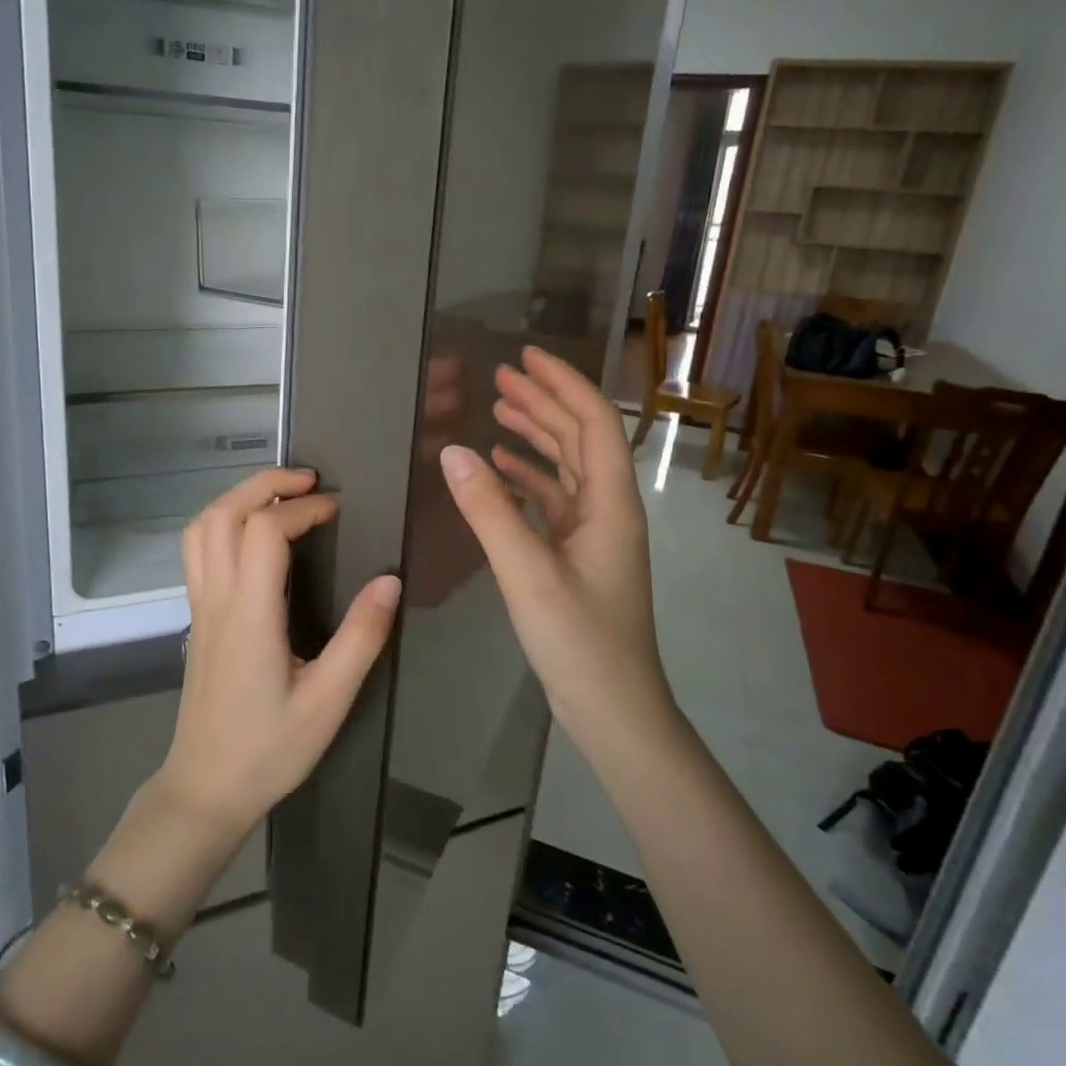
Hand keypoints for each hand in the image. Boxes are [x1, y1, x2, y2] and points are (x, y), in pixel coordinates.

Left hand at [157, 468, 401, 842]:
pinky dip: (223, 521)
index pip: (264, 530)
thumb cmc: (269, 749)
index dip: (303, 508)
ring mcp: (200, 606)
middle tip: (309, 482)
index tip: (338, 510)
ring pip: (202, 527)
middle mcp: (217, 598)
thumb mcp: (329, 701)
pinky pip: (198, 550)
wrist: (205, 788)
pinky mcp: (197, 618)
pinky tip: (255, 537)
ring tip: (281, 498)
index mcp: (250, 613)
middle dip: (265, 484)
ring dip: (239, 498)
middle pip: (223, 512)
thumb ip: (361, 638)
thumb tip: (390, 581)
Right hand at [438, 345, 672, 747]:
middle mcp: (607, 510)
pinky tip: (499, 471)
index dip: (562, 383)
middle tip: (500, 377)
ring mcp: (594, 535)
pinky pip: (552, 502)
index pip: (593, 423)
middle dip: (543, 402)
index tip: (526, 357)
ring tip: (496, 411)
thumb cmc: (580, 641)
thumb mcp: (528, 573)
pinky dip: (526, 479)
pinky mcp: (576, 557)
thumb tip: (452, 451)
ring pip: (565, 469)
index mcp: (610, 504)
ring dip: (535, 436)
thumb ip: (489, 510)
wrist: (613, 709)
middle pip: (579, 439)